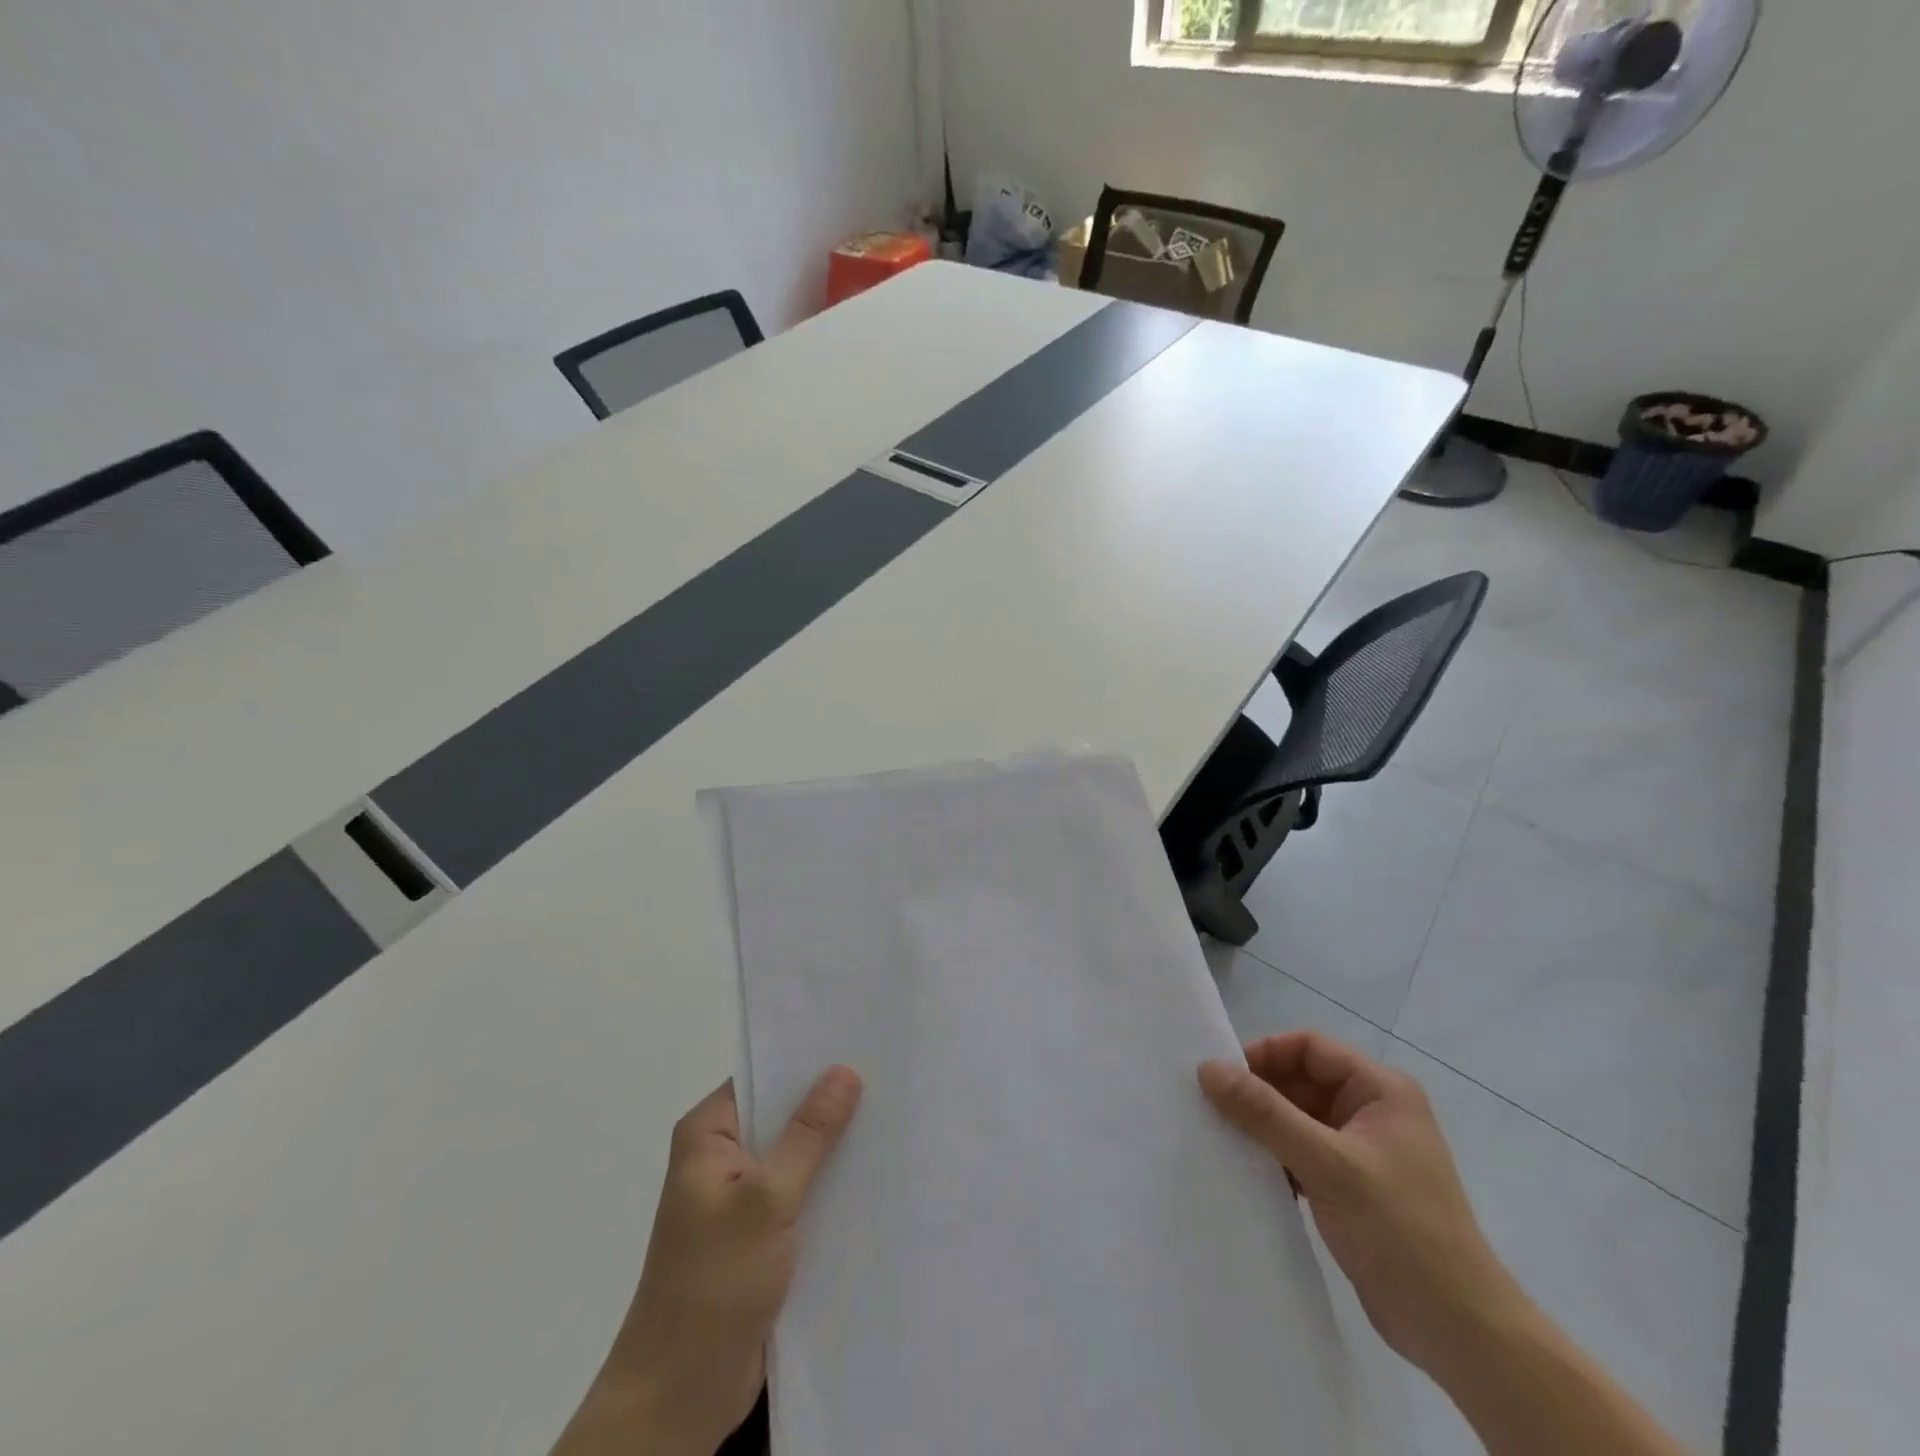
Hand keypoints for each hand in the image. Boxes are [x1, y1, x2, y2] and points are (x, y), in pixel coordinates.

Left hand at [553, 1066, 863, 1455]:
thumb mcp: (767, 1199)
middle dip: (830, 1103)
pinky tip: (876, 1174)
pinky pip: (801, 1194)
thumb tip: (844, 1070)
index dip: (808, 1060)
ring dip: (835, 1147)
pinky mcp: (760, 1235)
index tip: (860, 1043)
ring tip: (895, 1117)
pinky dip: (830, 1185)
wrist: (680, 1398)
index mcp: (708, 1134)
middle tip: (891, 1077)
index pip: (763, 1076)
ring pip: (796, 1155)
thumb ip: (809, 1134)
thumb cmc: (714, 1284)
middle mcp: (721, 1157)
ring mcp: (741, 1198)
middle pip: (783, 1114)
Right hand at [1199, 1033, 1521, 1380]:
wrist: (1460, 1333)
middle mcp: (1373, 1111)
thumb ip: (1266, 1114)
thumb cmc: (1401, 1232)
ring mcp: (1363, 1150)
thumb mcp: (1328, 1164)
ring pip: (1297, 1118)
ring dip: (1263, 1128)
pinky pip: (1302, 1153)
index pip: (1309, 1048)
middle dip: (1259, 1093)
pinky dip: (1275, 1158)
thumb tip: (1207, 1068)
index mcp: (1381, 1090)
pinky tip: (1249, 1173)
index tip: (1222, 1077)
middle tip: (1212, 1109)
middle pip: (1300, 1081)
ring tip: (1223, 1140)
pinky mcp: (1352, 1187)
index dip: (1264, 1054)